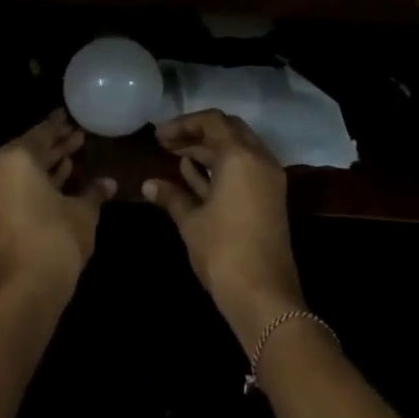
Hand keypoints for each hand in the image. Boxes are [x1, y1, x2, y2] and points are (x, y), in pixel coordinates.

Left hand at [0, 110, 115, 303]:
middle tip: (78, 137)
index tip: (70, 116)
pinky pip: (14, 189)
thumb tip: (109, 182)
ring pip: (20, 172)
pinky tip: (58, 183)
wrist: (25, 290)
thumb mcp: (83, 213)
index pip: (41, 133)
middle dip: (54, 145)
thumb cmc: (56, 239)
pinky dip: (34, 183)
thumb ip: (94, 192)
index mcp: (16, 160)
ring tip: (72, 158)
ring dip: (45, 165)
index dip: (59, 125)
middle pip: (28, 151)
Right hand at [142, 110, 303, 347]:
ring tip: (175, 156)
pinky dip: (221, 166)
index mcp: (240, 157)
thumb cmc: (223, 252)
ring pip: (237, 149)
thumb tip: (148, 185)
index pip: (213, 121)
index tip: (159, 135)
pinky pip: (244, 168)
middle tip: (167, 143)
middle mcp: (259, 160)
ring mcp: (268, 179)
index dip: (183, 123)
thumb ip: (171, 196)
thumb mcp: (191, 221)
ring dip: (208, 149)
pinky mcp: (270, 198)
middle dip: (197, 133)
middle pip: (228, 130)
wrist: (264, 296)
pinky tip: (194, 174)